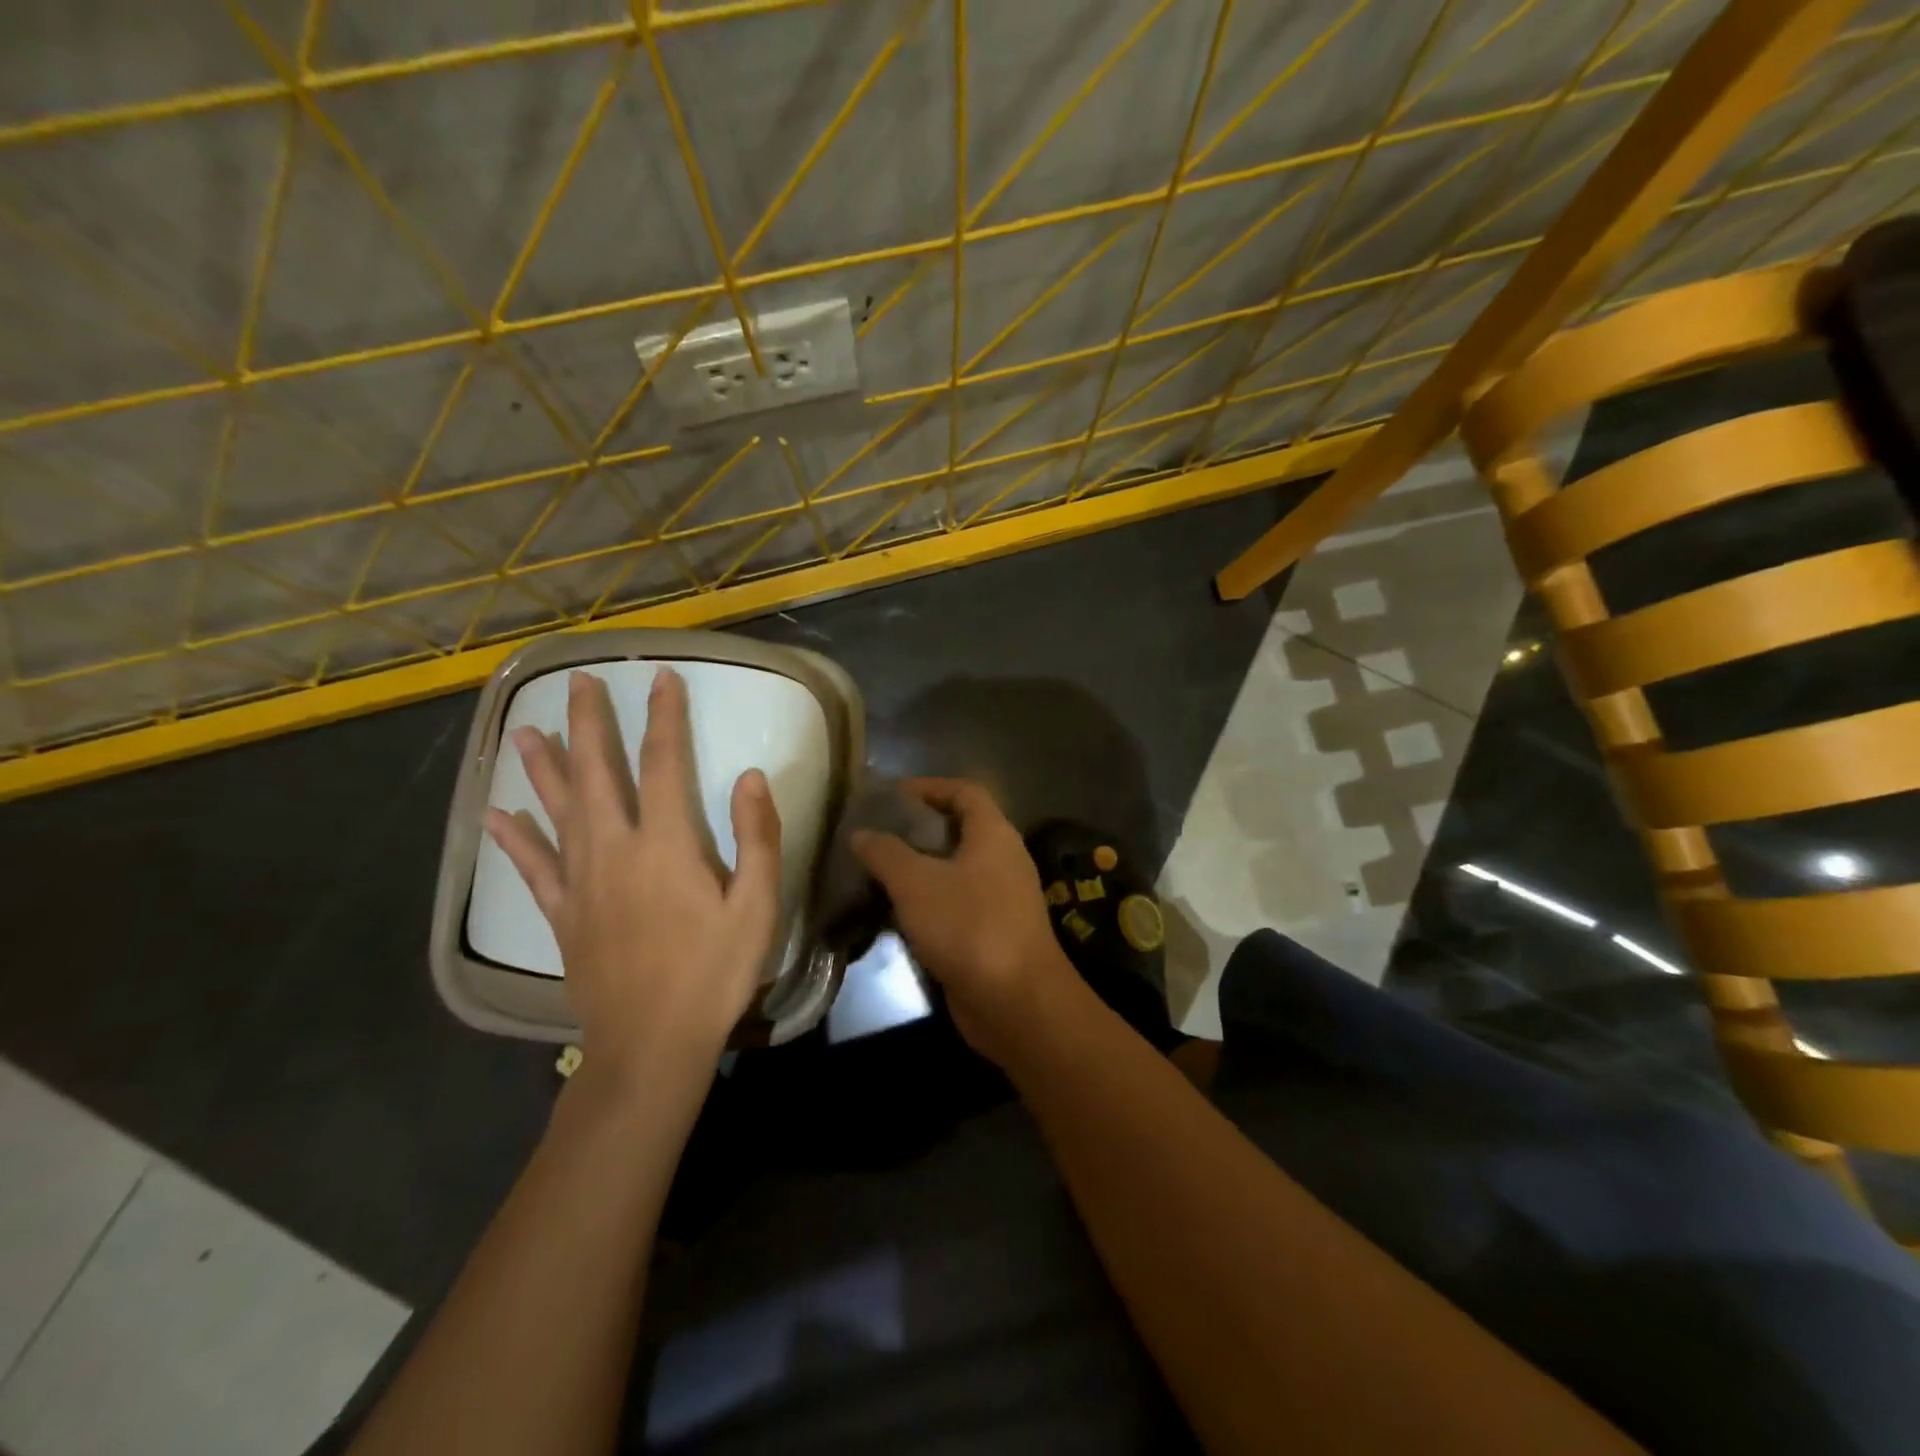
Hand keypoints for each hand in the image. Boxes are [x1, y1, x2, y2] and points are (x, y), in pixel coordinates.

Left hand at [486, 668, 783, 1087]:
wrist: (650, 1043)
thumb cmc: (714, 972)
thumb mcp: (757, 906)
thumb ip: (756, 838)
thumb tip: (749, 776)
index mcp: (666, 845)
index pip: (662, 764)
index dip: (663, 718)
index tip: (661, 679)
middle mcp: (614, 851)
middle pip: (597, 775)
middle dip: (589, 725)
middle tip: (577, 682)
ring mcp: (580, 883)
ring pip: (557, 811)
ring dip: (543, 768)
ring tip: (526, 730)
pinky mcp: (562, 915)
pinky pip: (532, 868)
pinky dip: (514, 839)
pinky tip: (496, 816)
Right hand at [851, 779, 1082, 1067]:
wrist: (1017, 1001)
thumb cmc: (969, 926)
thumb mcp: (917, 883)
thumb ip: (885, 853)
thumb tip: (861, 833)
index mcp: (993, 834)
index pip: (964, 791)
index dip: (928, 786)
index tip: (890, 797)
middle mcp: (1003, 859)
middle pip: (959, 829)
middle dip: (917, 829)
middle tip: (875, 836)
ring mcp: (1001, 897)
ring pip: (955, 869)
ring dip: (919, 869)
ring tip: (876, 873)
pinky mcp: (993, 931)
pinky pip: (957, 903)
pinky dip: (928, 902)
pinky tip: (895, 914)